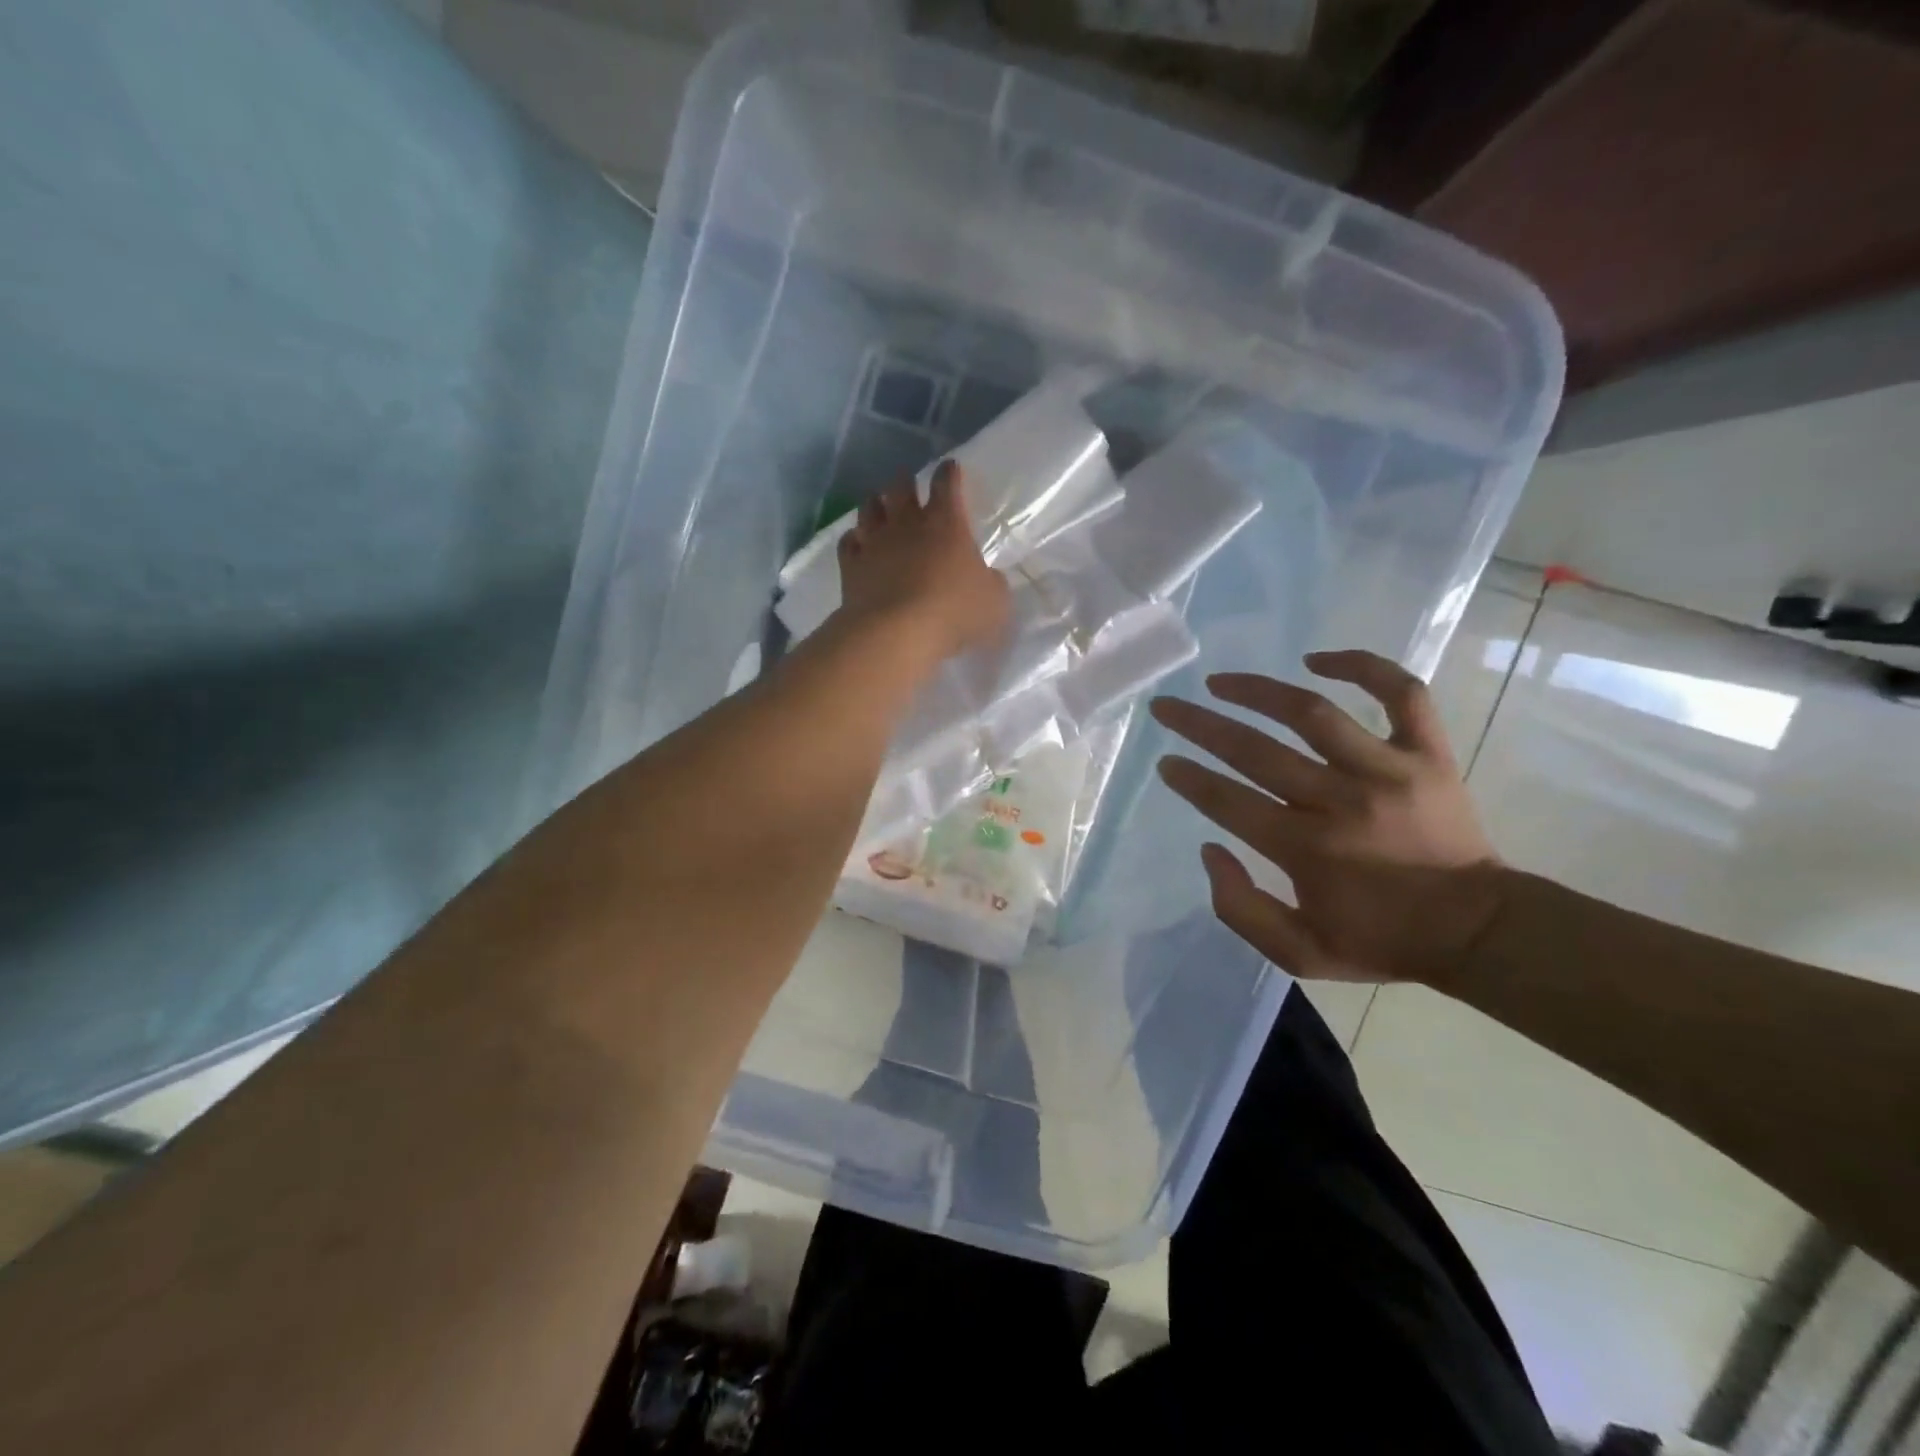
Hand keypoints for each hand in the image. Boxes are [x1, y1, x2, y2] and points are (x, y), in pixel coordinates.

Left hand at [836, 460, 1010, 660]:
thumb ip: (992, 584)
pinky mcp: (851, 566)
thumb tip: (987, 579)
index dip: (950, 473)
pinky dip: (853, 540)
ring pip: (869, 508)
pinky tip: (857, 544)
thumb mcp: (995, 601)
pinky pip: (848, 543)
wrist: (896, 633)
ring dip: (876, 504)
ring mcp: (874, 543)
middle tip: (907, 483)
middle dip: (905, 481)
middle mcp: (907, 524)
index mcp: (946, 523)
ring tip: (879, 507)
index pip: (947, 483)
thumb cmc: (954, 612)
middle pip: (900, 487)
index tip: (951, 468)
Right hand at [1149, 650, 1504, 988]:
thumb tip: (1210, 849)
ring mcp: (1388, 769)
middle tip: (1166, 708)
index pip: (1228, 800)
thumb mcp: (1300, 953)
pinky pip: (1399, 693)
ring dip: (1258, 690)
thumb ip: (1240, 909)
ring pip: (1311, 712)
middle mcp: (1340, 800)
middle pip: (1255, 749)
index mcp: (1306, 849)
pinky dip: (1361, 666)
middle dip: (1199, 725)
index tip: (1165, 762)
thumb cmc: (1382, 940)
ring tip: (1221, 682)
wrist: (1480, 931)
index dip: (1189, 778)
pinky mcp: (1428, 753)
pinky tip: (1317, 660)